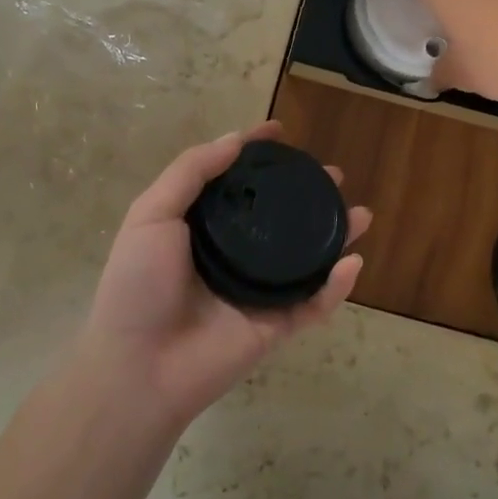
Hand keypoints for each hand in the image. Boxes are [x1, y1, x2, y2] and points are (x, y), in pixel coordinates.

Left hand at [77, 122, 369, 426]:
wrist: (137, 366)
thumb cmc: (138, 284)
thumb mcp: (151, 215)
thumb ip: (191, 172)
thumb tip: (235, 139)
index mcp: (203, 227)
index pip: (237, 182)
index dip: (257, 155)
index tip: (280, 131)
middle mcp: (233, 253)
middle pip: (280, 217)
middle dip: (308, 194)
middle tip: (332, 176)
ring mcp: (257, 291)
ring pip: (306, 258)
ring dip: (335, 235)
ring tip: (360, 214)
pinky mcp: (274, 326)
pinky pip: (313, 304)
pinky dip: (336, 287)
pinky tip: (352, 263)